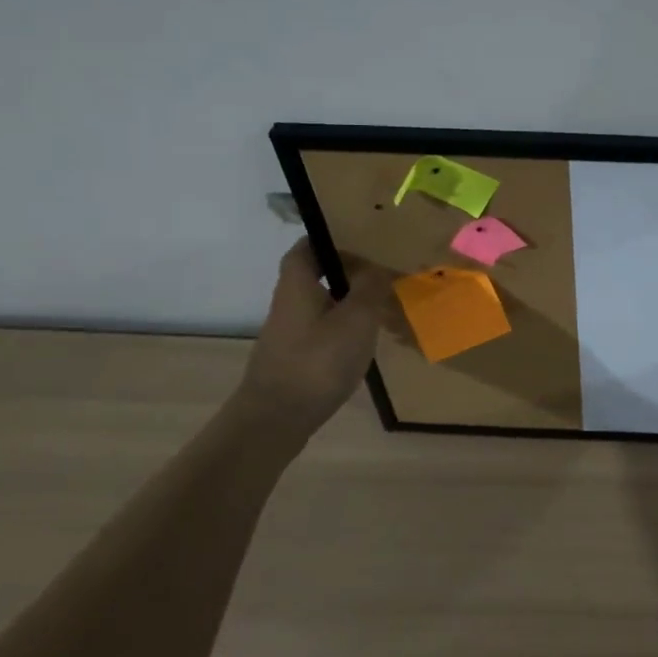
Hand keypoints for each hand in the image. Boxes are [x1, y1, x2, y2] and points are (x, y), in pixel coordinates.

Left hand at [233, 238, 391, 447]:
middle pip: (314, 276)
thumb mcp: (356, 319)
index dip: (327, 239)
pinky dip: (343, 327)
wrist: (275, 421)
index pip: (304, 249)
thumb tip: (378, 265)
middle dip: (345, 270)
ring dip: (348, 300)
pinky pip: (322, 330)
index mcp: (297, 285)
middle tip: (381, 269)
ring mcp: (289, 335)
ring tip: (382, 302)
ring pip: (321, 305)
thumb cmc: (317, 361)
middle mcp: (288, 305)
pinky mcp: (295, 359)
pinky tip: (365, 339)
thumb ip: (370, 288)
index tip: (357, 236)